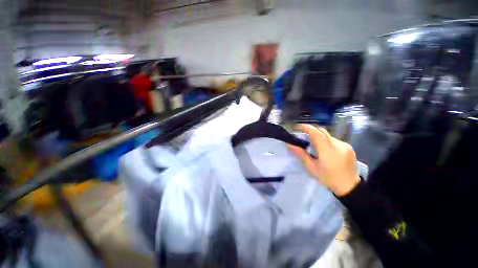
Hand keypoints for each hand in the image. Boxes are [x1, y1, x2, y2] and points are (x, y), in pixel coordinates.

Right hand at [288, 124, 359, 196]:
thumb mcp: (312, 168)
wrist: (350, 186)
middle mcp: (337, 145)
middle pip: (322, 131)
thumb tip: (290, 145)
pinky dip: (327, 141)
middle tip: (304, 135)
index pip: (317, 134)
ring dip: (319, 137)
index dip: (307, 128)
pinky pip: (334, 140)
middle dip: (312, 130)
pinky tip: (326, 150)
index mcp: (327, 151)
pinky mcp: (349, 147)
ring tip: (315, 146)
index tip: (299, 127)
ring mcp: (345, 145)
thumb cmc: (328, 178)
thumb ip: (301, 154)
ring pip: (328, 135)